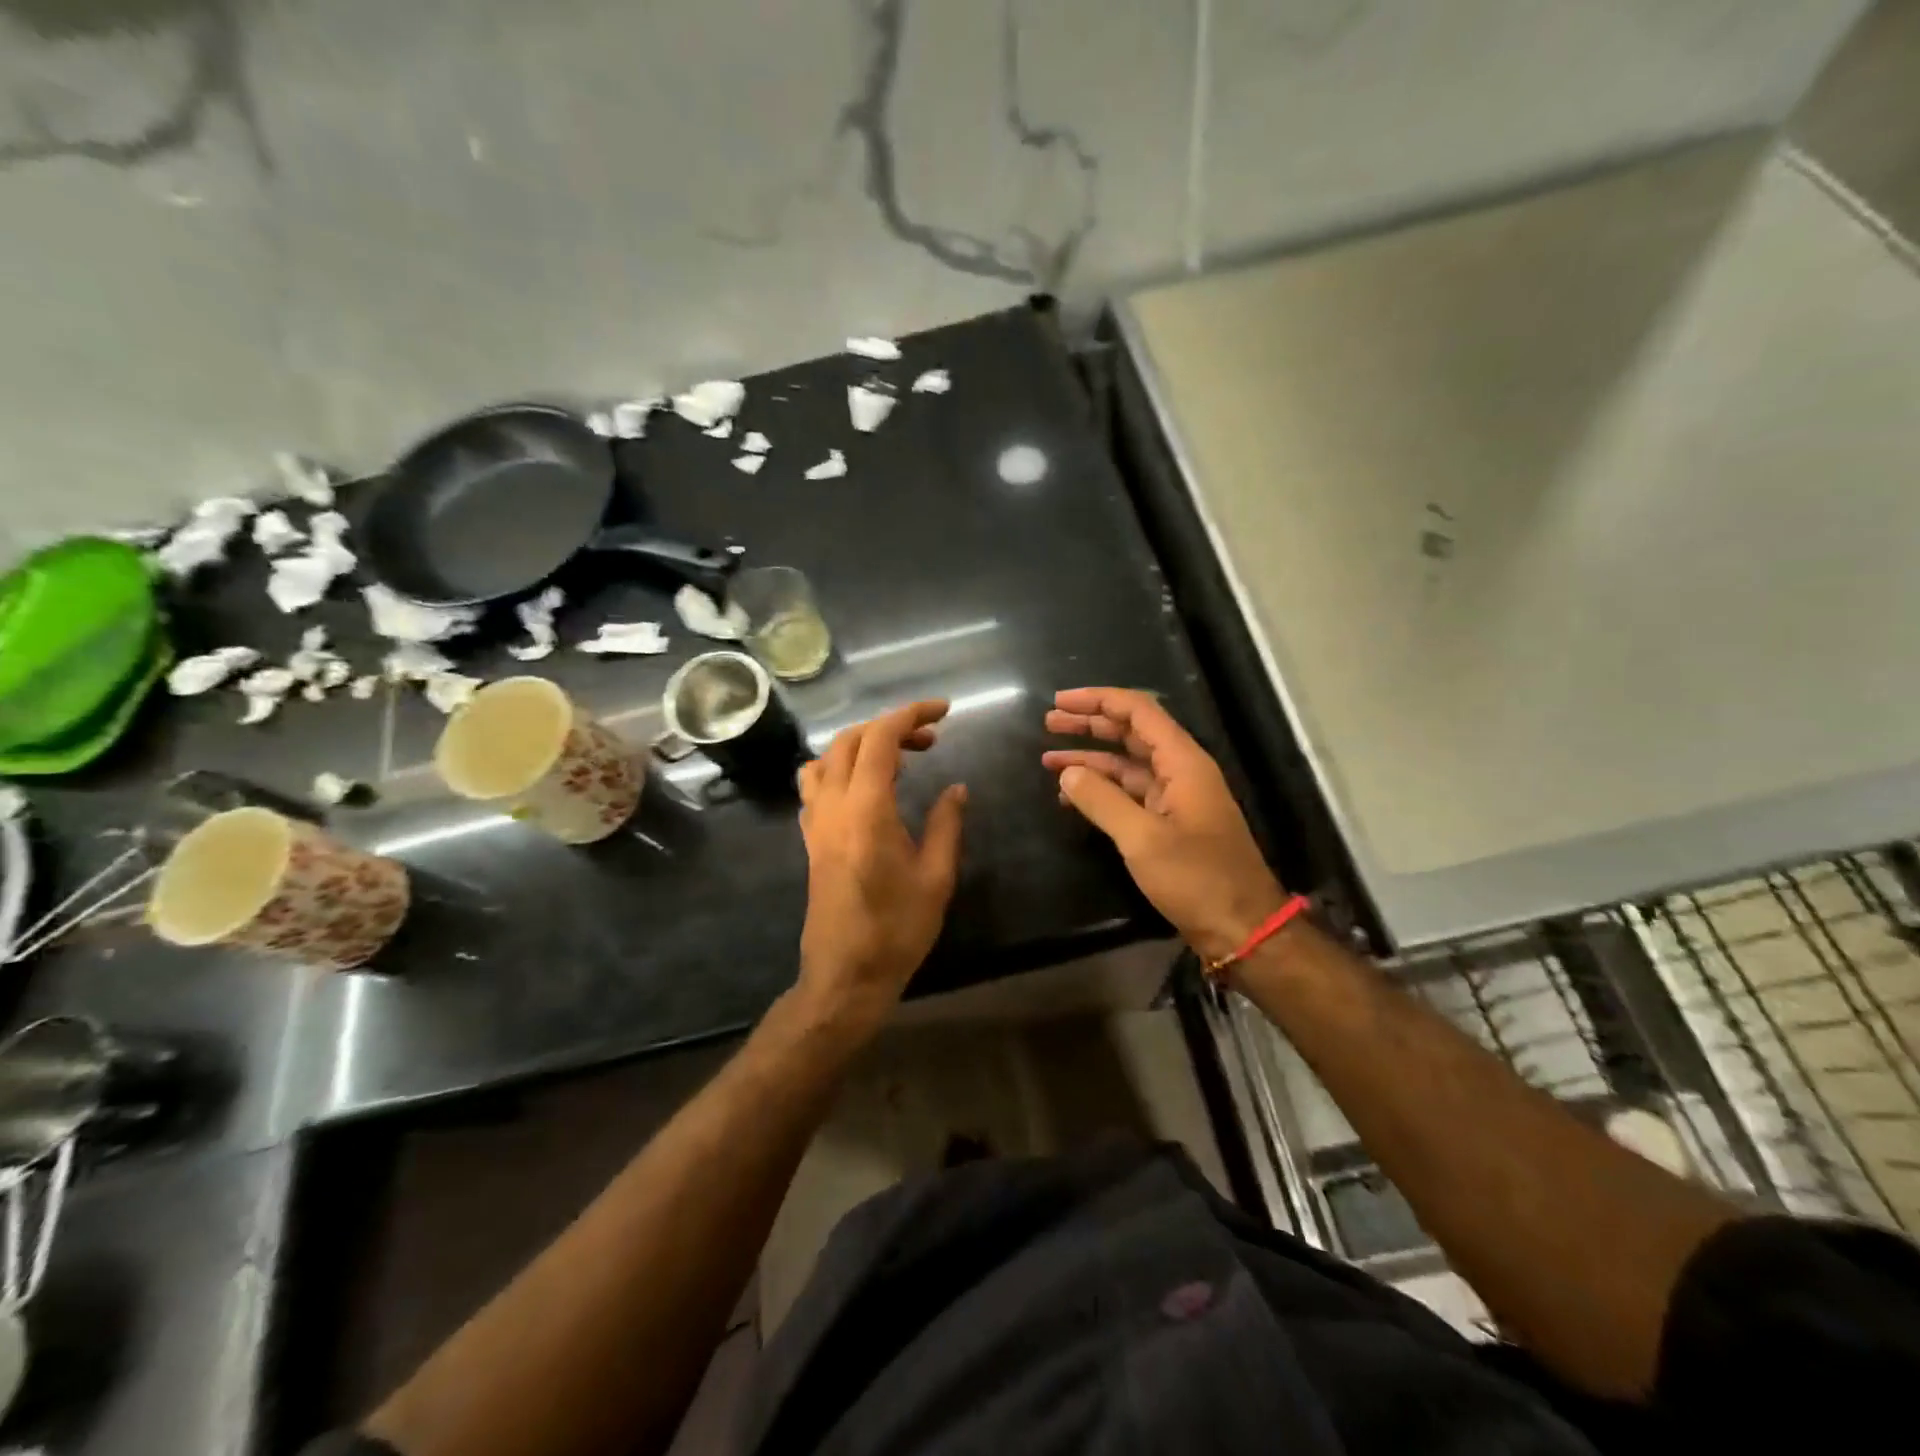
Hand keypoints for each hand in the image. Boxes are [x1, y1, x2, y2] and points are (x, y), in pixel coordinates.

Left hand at [795, 700, 967, 1033]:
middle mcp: (833, 806)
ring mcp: (815, 823)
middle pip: (850, 740)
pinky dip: (841, 770)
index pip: (880, 738)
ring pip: (827, 758)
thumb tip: (956, 788)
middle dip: (891, 727)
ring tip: (897, 760)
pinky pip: (816, 786)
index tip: (944, 711)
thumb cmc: (896, 929)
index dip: (911, 714)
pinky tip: (867, 790)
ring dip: (861, 745)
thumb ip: (946, 824)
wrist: (845, 975)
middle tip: (930, 740)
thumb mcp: (936, 877)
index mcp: (866, 809)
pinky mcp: (810, 840)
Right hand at [1044, 687, 1284, 962]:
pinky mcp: (1169, 824)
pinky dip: (1101, 791)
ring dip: (1090, 759)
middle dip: (1090, 725)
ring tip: (1048, 759)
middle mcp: (1180, 771)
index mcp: (1182, 763)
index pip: (1138, 712)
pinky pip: (1130, 794)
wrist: (1241, 927)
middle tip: (1049, 723)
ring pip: (1127, 765)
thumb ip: (1102, 801)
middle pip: (1131, 733)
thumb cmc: (1197, 878)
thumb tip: (1068, 773)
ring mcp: (1175, 798)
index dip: (1098, 701)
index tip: (1060, 701)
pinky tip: (1071, 797)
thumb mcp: (1143, 839)